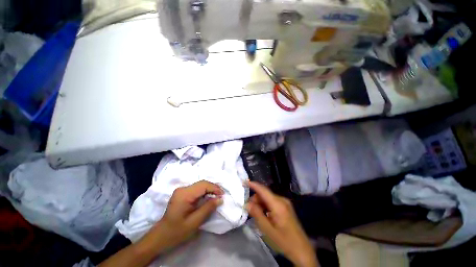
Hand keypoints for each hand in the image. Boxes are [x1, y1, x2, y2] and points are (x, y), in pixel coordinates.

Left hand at [149, 181, 223, 250]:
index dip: (214, 188)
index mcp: (184, 194)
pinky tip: (208, 197)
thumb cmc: (177, 231)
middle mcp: (182, 189)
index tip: (223, 195)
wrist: (161, 236)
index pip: (203, 185)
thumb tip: (220, 199)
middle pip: (202, 183)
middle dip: (213, 188)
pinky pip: (196, 189)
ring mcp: (181, 190)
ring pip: (200, 185)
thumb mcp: (194, 222)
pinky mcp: (182, 193)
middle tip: (221, 196)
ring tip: (217, 196)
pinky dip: (204, 191)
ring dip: (209, 189)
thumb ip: (208, 208)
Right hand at [245, 181, 317, 266]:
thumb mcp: (268, 230)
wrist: (302, 249)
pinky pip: (272, 202)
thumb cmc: (284, 241)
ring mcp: (285, 203)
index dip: (253, 185)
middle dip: (255, 199)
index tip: (244, 182)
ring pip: (268, 198)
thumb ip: (257, 215)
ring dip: (260, 203)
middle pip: (265, 194)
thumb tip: (247, 203)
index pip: (263, 190)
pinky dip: (266, 205)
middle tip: (249, 209)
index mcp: (278, 204)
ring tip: (256, 214)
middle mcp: (282, 200)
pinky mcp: (286, 206)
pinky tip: (264, 215)